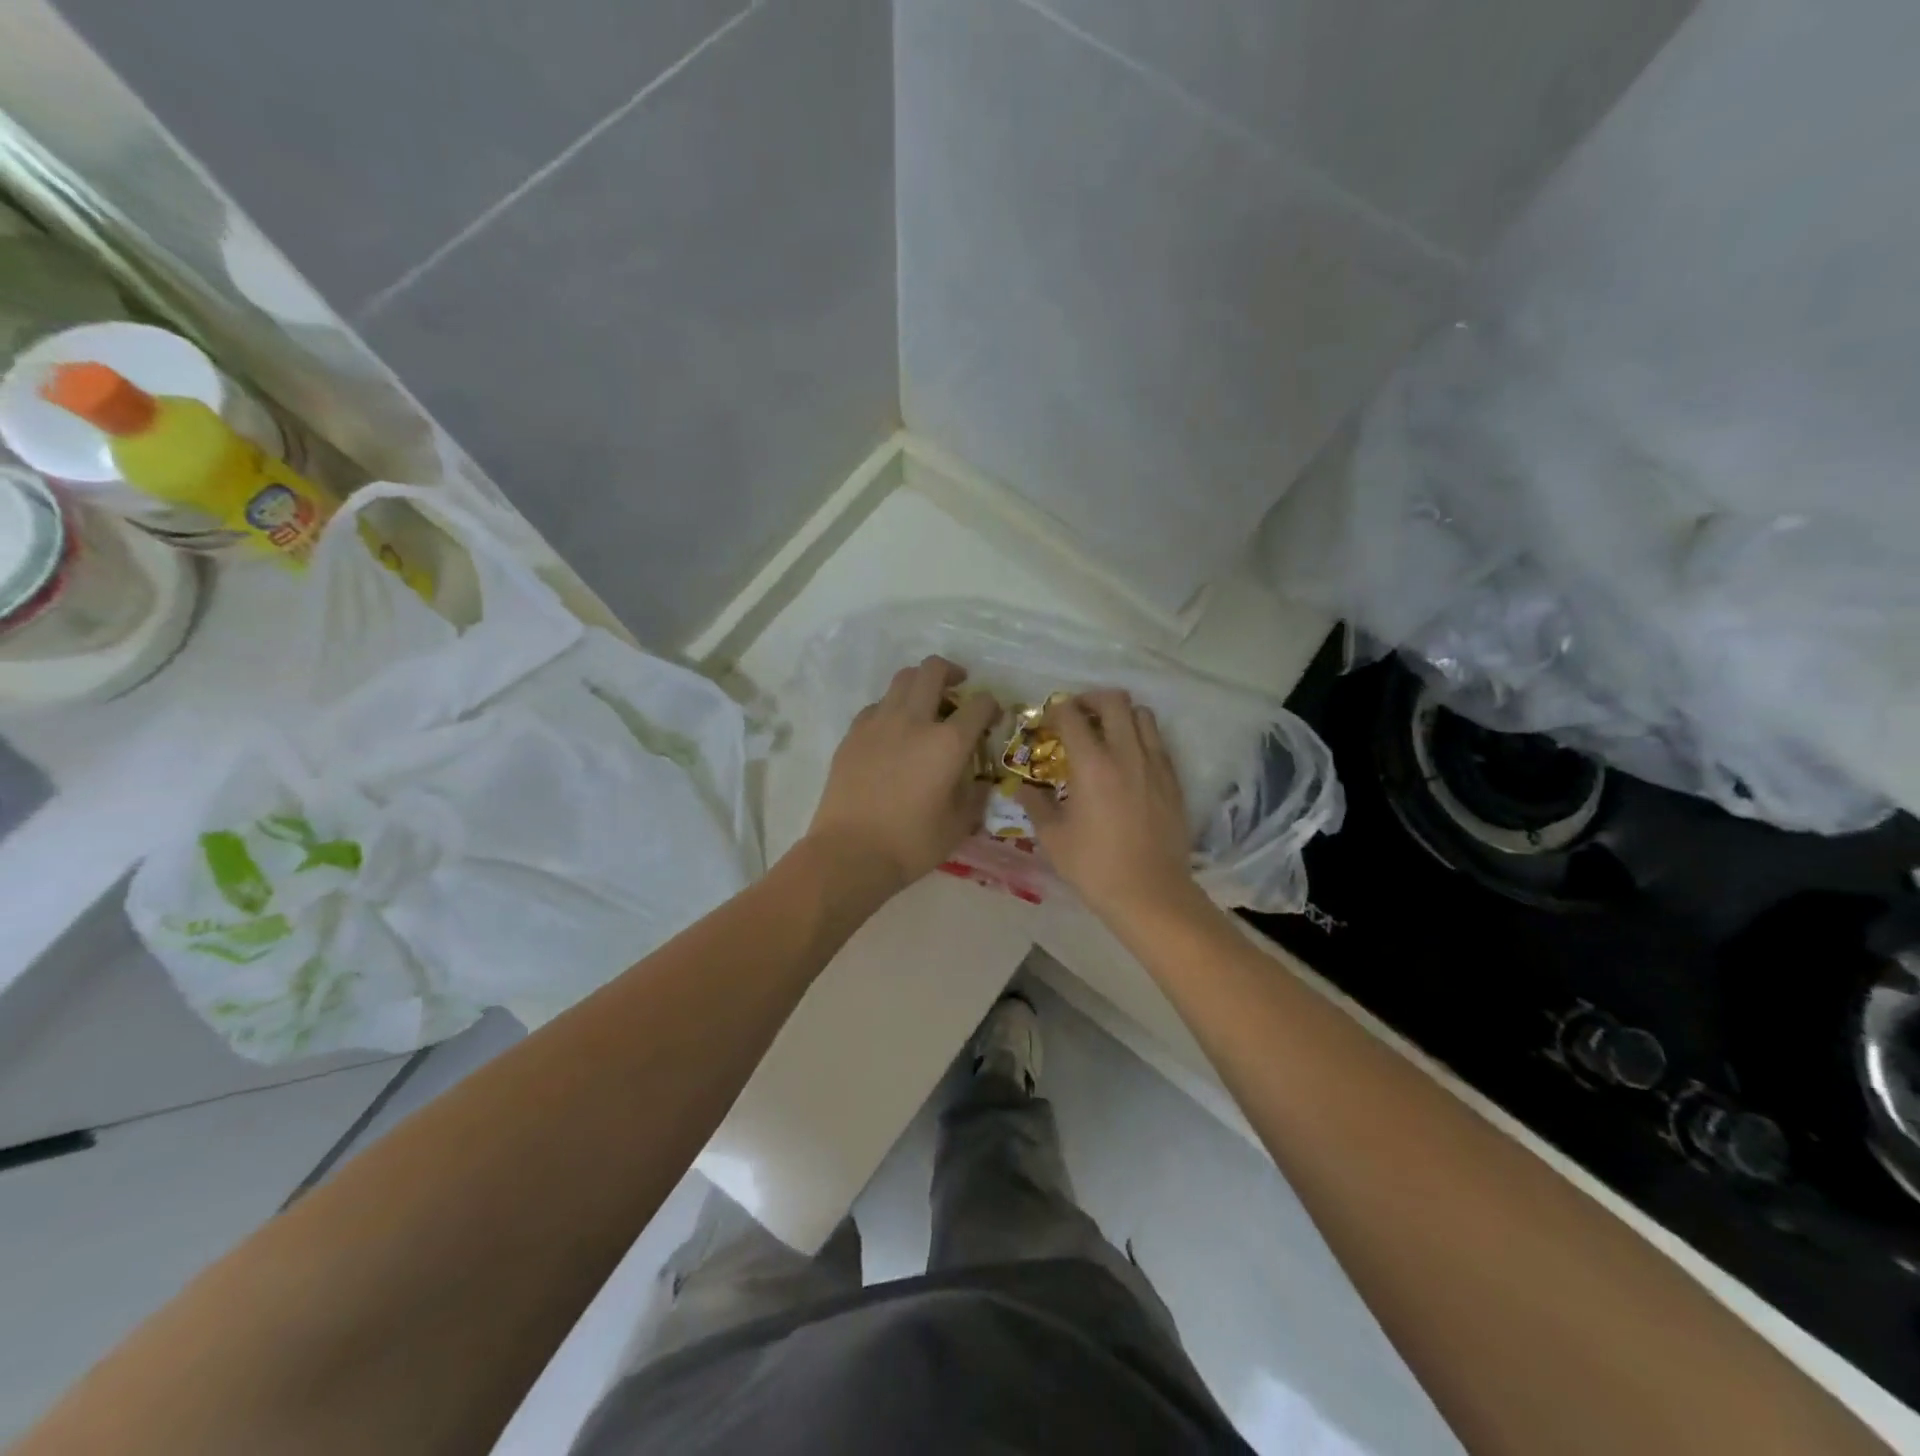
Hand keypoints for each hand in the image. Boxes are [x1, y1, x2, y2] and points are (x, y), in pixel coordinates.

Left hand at [804, 656, 1000, 893]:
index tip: (991, 719)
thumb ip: (975, 794)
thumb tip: (979, 779)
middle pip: (933, 670)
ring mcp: (878, 723)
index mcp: (948, 742)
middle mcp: (914, 720)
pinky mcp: (853, 734)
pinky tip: (893, 733)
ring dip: (920, 684)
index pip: (980, 704)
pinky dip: (891, 709)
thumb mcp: (959, 824)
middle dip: (952, 672)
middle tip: (958, 689)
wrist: (850, 853)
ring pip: (902, 679)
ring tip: (925, 706)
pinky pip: (877, 706)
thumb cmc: (912, 843)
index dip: (992, 706)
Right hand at [1016, 690, 1202, 923]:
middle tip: (1077, 716)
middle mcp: (1126, 754)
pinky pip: (1158, 742)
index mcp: (1092, 765)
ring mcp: (1155, 764)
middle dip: (1091, 699)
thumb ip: (1035, 805)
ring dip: (1121, 715)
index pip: (1071, 715)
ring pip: (1142, 715)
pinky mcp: (1173, 780)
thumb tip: (1022, 788)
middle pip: (1114, 700)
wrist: (1151, 893)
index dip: (1055, 711)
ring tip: (1106, 734)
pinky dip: (1140, 738)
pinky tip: (1128, 761)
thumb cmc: (1094, 867)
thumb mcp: (1053, 837)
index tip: (1047, 722)